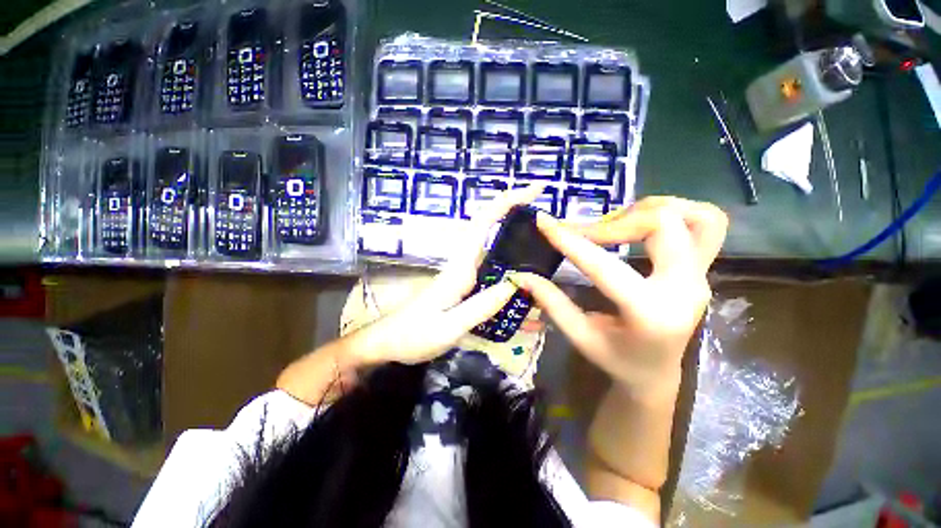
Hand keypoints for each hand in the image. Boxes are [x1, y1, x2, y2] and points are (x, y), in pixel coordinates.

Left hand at [352, 184, 550, 365]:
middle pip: (488, 227)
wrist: (387, 343)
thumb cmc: (413, 335)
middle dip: (515, 211)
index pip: (483, 223)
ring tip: (541, 239)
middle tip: (547, 217)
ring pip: (490, 244)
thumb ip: (481, 307)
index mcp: (459, 268)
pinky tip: (521, 274)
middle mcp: (462, 264)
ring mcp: (462, 273)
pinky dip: (507, 261)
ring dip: (513, 234)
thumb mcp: (449, 327)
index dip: (507, 202)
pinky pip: (489, 265)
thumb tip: (514, 283)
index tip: (534, 190)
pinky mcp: (463, 284)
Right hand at [509, 197, 727, 395]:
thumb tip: (523, 275)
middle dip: (615, 222)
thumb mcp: (579, 336)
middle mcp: (685, 289)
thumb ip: (552, 302)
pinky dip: (674, 213)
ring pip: (697, 217)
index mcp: (650, 314)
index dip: (570, 241)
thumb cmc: (616, 360)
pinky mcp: (704, 269)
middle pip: (663, 225)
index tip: (544, 222)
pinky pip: (706, 224)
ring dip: (650, 211)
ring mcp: (701, 276)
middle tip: (587, 233)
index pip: (605, 266)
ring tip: (618, 224)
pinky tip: (643, 225)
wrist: (656, 372)